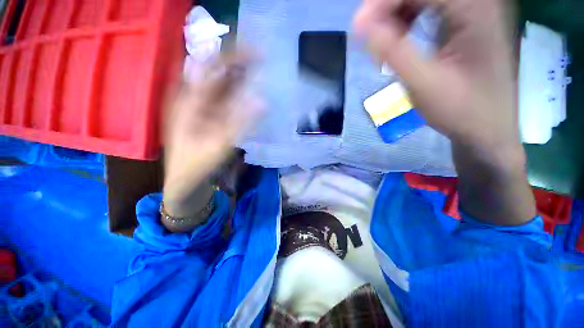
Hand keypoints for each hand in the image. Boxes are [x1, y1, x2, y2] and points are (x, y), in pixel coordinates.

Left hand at [163, 53, 262, 209]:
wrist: (185, 179)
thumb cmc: (197, 164)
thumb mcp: (219, 144)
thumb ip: (241, 122)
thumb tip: (262, 102)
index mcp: (188, 100)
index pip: (211, 67)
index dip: (233, 56)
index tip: (255, 52)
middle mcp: (192, 97)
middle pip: (216, 72)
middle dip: (238, 62)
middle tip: (262, 57)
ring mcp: (200, 106)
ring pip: (220, 84)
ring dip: (239, 75)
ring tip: (259, 68)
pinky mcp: (208, 115)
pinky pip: (224, 99)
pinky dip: (237, 92)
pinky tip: (249, 90)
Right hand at [354, 0, 520, 167]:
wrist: (487, 127)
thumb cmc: (461, 111)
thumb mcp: (424, 84)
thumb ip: (394, 52)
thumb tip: (360, 25)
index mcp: (476, 8)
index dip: (383, 3)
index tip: (358, 29)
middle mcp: (477, 0)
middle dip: (387, 7)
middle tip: (369, 36)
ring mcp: (472, 8)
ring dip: (395, 12)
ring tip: (383, 42)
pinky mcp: (464, 18)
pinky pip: (428, 5)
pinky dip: (406, 17)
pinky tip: (399, 37)